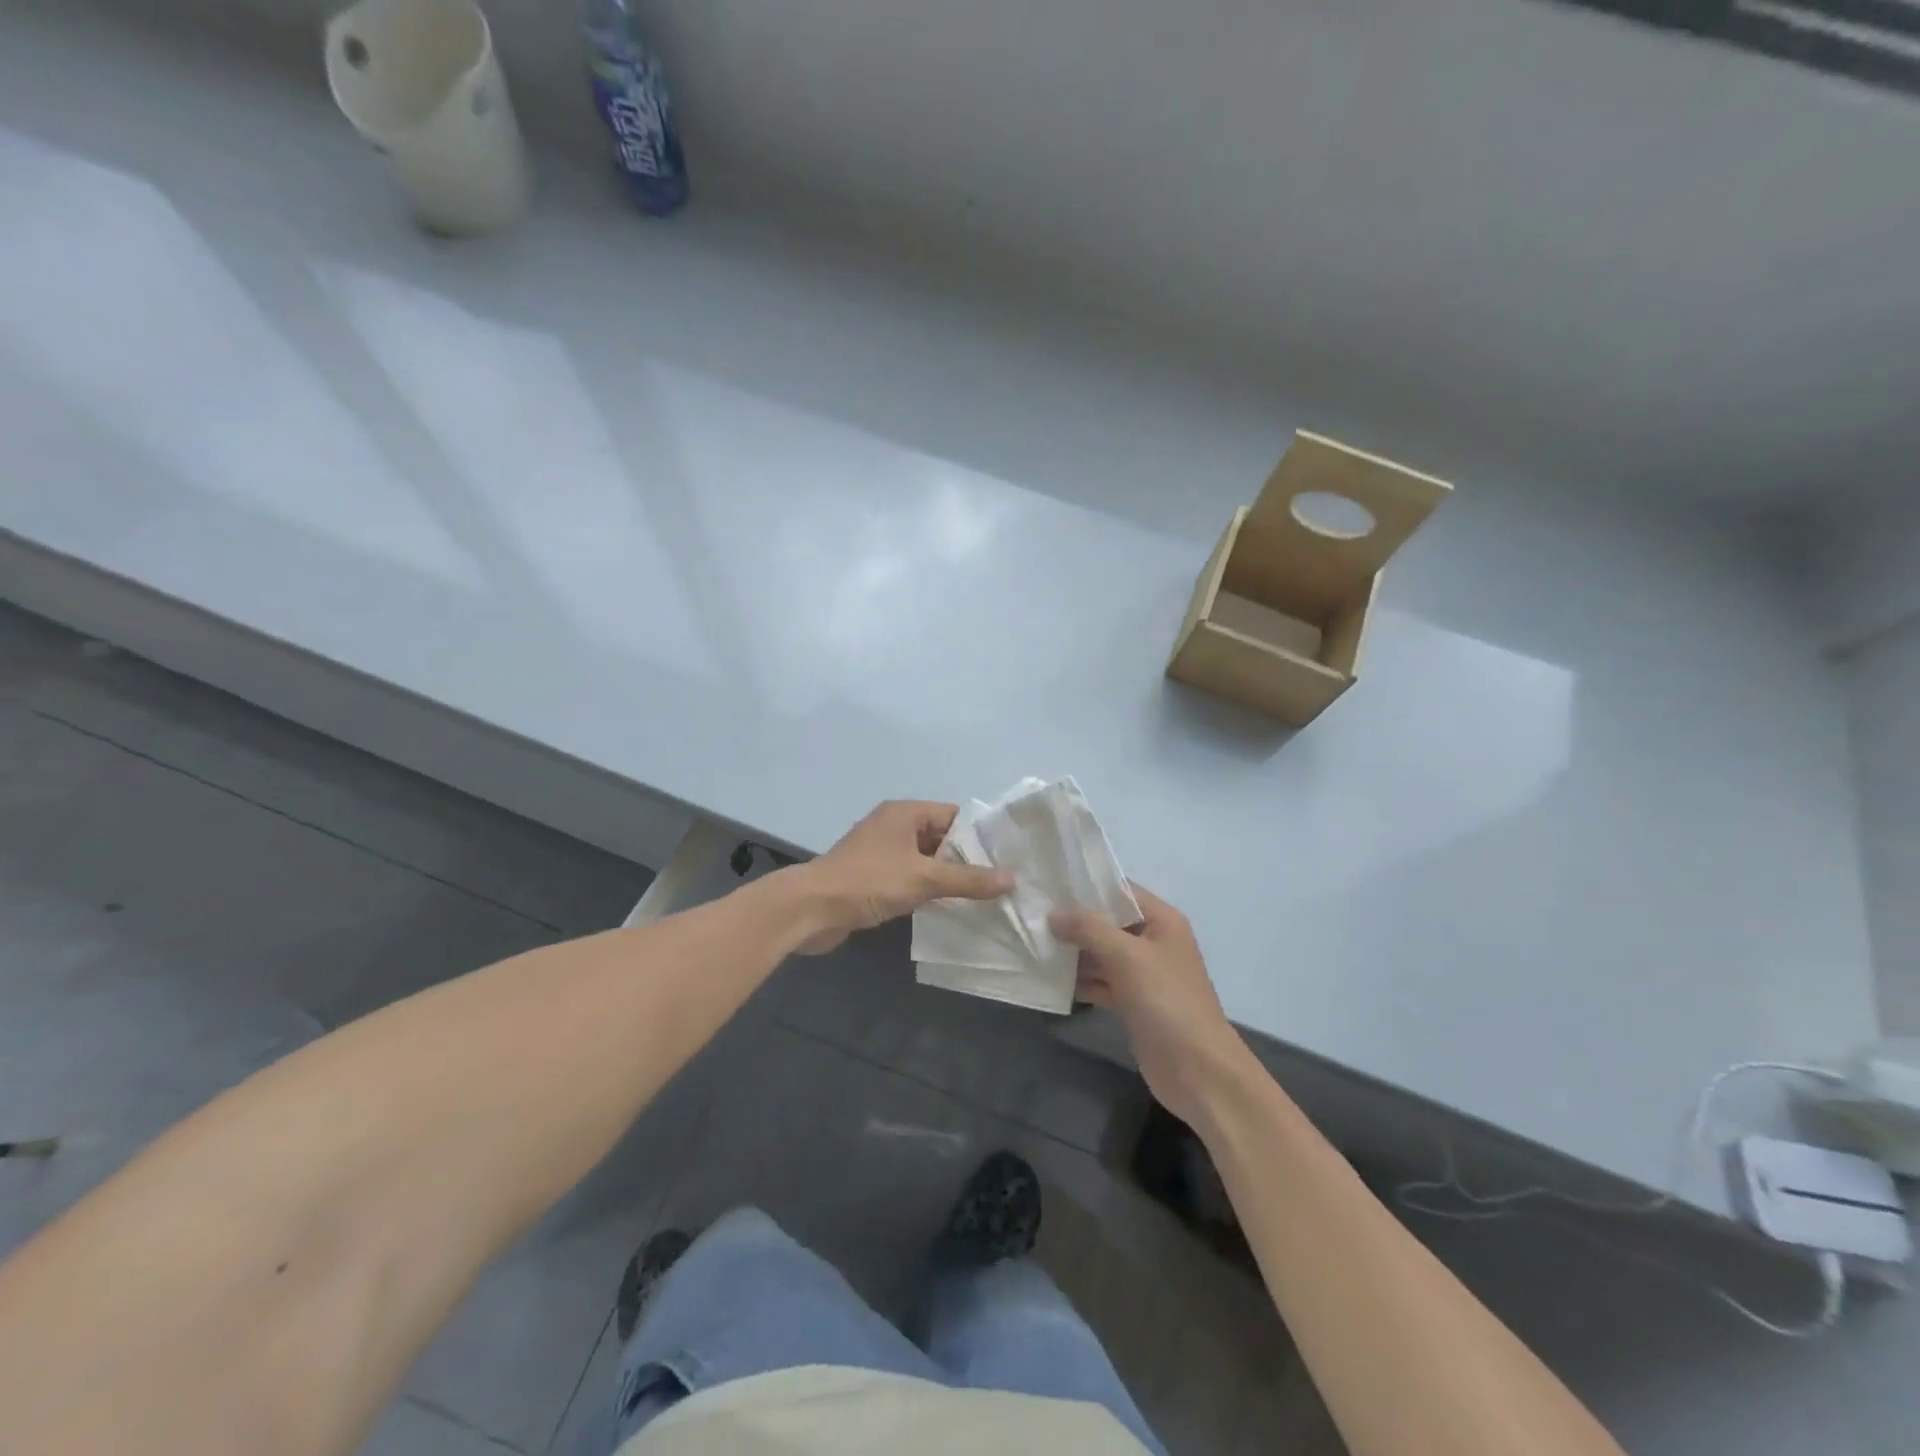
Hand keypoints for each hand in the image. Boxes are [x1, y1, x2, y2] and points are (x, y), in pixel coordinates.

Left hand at [792, 800, 1012, 954]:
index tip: (1005, 857)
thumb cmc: (869, 881)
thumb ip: (968, 879)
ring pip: (924, 860)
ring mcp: (881, 852)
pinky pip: (909, 877)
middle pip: (940, 837)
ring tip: (981, 897)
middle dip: (965, 859)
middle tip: (999, 882)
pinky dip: (926, 889)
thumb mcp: (924, 878)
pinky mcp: (871, 876)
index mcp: (905, 813)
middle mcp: (893, 826)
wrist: (811, 909)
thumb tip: (1012, 879)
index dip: (979, 835)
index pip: (953, 815)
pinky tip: (946, 908)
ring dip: (946, 877)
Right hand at [1050, 885, 1254, 1127]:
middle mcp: (1153, 942)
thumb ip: (1089, 929)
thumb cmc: (1166, 1001)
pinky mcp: (1133, 1003)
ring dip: (1072, 953)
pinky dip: (1080, 981)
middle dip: (1073, 922)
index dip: (1086, 886)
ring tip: (1032, 944)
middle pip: (1107, 923)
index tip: (1047, 883)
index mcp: (1162, 920)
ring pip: (1101, 954)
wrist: (1197, 1070)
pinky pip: (1101, 982)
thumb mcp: (1126, 956)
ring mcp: (1143, 974)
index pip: (1120, 890)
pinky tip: (1049, 980)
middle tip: (1031, 915)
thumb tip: (1053, 913)